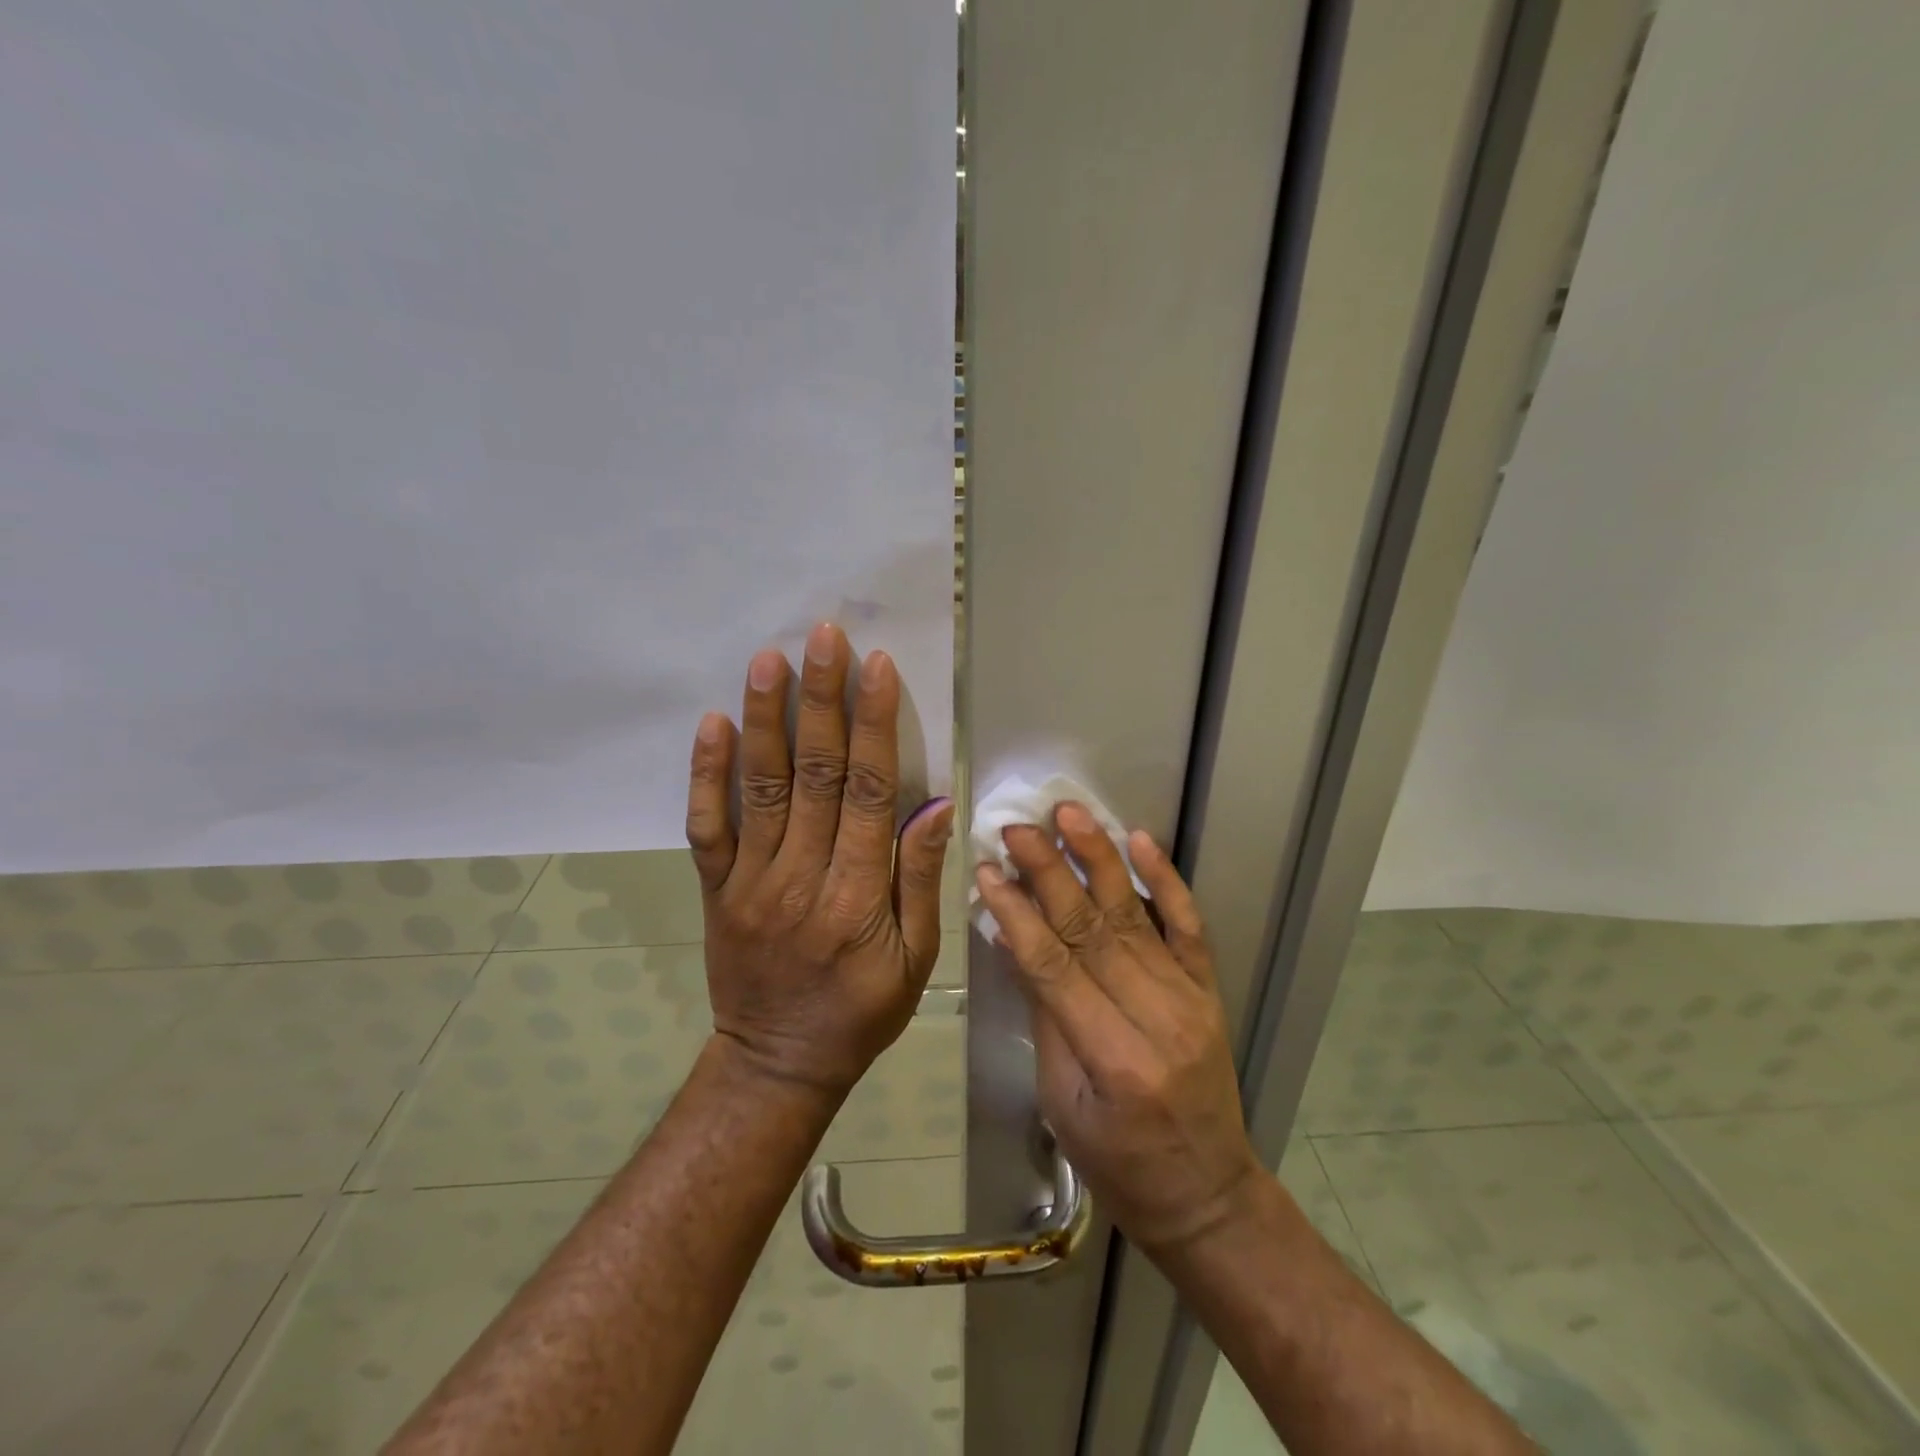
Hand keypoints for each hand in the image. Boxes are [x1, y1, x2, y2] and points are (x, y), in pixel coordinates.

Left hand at [685, 622, 954, 1097]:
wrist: (777, 1062)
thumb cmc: (861, 1011)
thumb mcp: (916, 959)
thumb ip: (919, 879)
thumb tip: (933, 804)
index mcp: (858, 895)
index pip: (870, 792)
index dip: (875, 725)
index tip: (876, 667)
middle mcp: (802, 876)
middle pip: (815, 774)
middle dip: (822, 700)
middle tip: (823, 636)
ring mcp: (751, 881)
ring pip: (760, 787)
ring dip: (765, 719)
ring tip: (768, 659)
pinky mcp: (717, 889)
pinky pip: (707, 827)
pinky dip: (706, 774)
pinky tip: (712, 724)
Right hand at [974, 805, 1262, 1257]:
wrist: (1206, 1195)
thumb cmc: (1118, 1163)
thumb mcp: (1061, 1103)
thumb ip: (1043, 1016)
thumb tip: (1014, 939)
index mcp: (1112, 1059)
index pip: (1054, 968)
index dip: (1017, 914)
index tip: (987, 870)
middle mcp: (1155, 1017)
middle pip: (1091, 930)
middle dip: (1050, 872)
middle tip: (1016, 827)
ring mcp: (1189, 998)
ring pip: (1134, 915)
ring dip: (1099, 858)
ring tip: (1069, 813)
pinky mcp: (1208, 989)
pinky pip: (1189, 926)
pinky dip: (1167, 880)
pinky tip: (1142, 840)